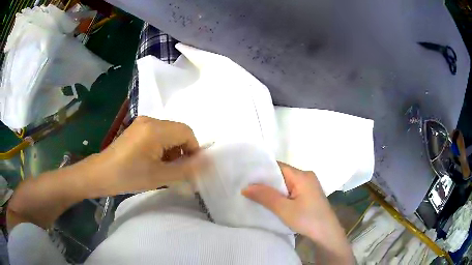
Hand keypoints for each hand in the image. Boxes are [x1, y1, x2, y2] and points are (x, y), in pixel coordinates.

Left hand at [95, 116, 204, 193]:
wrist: (101, 174)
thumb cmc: (128, 176)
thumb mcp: (159, 176)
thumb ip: (185, 169)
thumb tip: (205, 163)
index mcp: (155, 129)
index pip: (186, 132)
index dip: (194, 149)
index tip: (190, 167)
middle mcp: (150, 120)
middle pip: (178, 131)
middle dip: (183, 150)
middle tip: (177, 170)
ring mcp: (142, 123)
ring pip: (168, 132)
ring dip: (172, 149)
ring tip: (164, 167)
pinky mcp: (136, 128)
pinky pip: (158, 133)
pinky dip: (162, 146)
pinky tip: (154, 160)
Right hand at [242, 162, 353, 263]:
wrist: (327, 234)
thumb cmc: (307, 220)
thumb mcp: (284, 209)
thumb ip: (265, 196)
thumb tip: (246, 187)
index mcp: (302, 175)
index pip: (278, 166)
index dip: (262, 170)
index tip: (246, 177)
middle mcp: (306, 176)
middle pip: (282, 174)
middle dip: (265, 181)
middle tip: (247, 187)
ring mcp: (309, 186)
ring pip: (286, 183)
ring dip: (272, 189)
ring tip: (255, 194)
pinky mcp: (309, 195)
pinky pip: (291, 190)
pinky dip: (280, 194)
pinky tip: (271, 201)